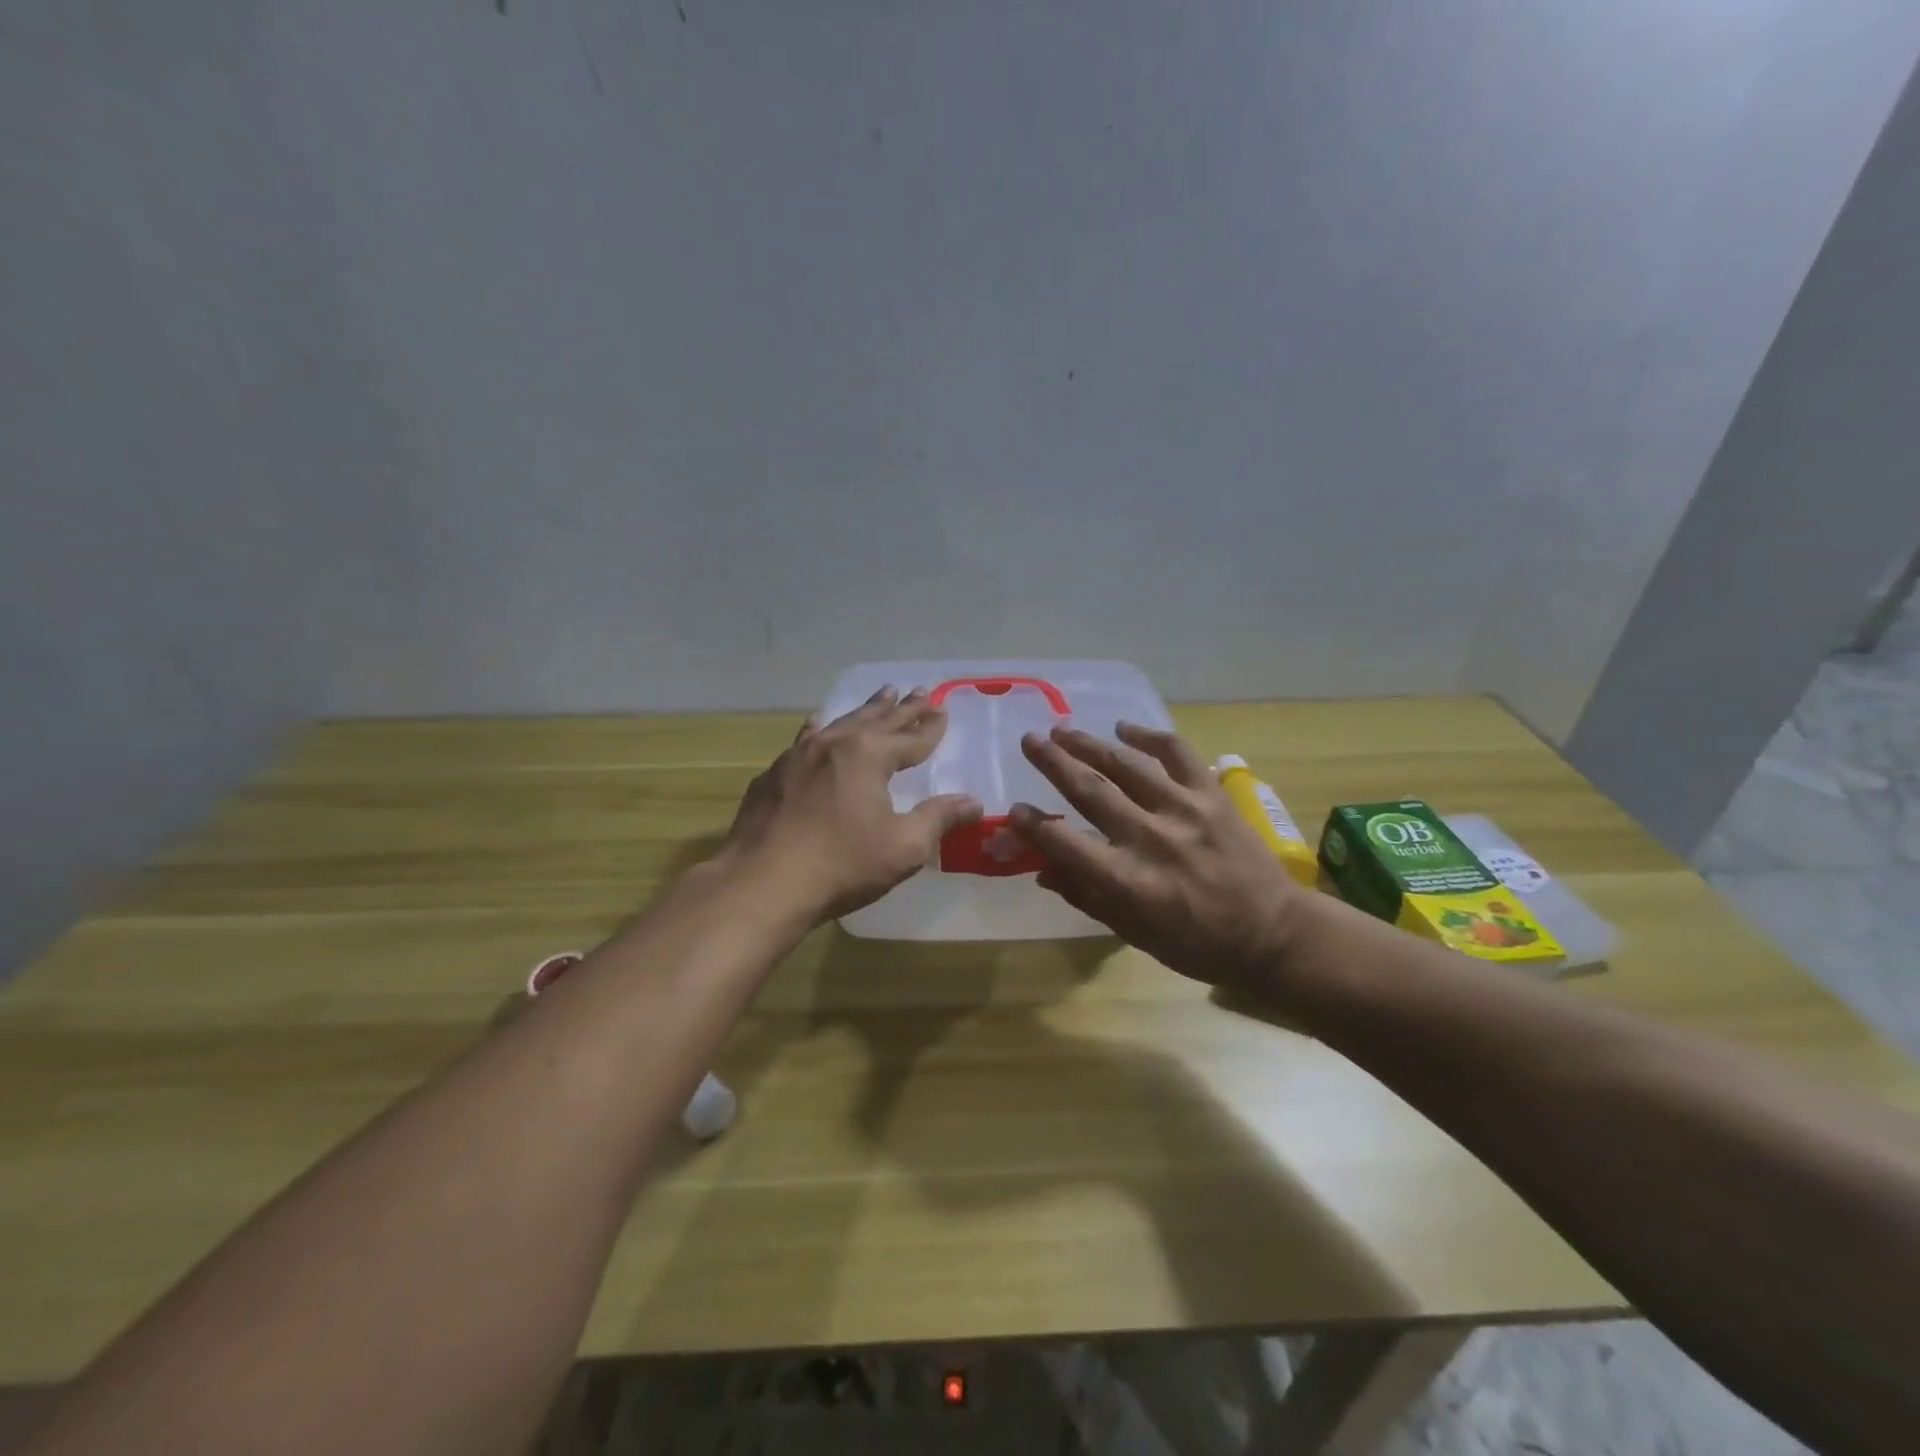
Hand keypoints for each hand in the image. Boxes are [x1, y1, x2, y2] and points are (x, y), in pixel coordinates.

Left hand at [717, 686, 983, 922]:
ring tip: (883, 694)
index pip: (910, 739)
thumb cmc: (841, 865)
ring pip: (841, 722)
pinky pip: (806, 739)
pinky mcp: (774, 774)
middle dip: (903, 708)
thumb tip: (973, 802)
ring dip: (866, 710)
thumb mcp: (903, 847)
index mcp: (869, 756)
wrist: (761, 883)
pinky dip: (822, 728)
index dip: (930, 728)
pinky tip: (818, 724)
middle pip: (878, 720)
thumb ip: (939, 819)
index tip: (944, 710)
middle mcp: (834, 744)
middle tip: (920, 691)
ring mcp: (798, 755)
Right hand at [1010, 723, 1305, 987]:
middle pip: (1091, 790)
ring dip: (1090, 743)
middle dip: (1054, 763)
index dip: (1034, 825)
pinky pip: (1177, 754)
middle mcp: (1151, 839)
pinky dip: (1150, 735)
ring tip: (1063, 729)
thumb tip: (1042, 869)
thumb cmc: (1199, 944)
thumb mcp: (1136, 934)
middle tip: (1029, 741)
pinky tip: (1126, 727)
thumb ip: (1087, 897)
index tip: (1015, 810)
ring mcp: (1185, 810)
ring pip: (1127, 764)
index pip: (1066, 843)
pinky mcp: (1213, 795)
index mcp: (1129, 882)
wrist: (1275, 934)